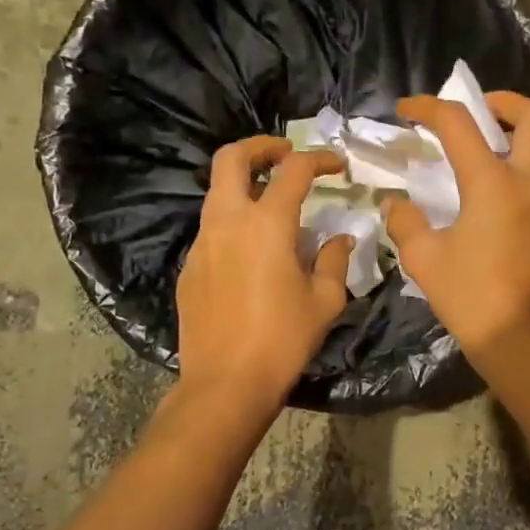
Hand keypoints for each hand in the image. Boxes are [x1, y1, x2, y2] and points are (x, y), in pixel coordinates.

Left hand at [176, 137, 353, 407]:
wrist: (226, 383)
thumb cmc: (283, 340)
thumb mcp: (324, 301)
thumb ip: (334, 260)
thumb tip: (340, 239)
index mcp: (266, 224)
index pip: (293, 170)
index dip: (319, 159)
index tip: (337, 165)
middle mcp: (228, 222)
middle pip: (232, 158)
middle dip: (261, 146)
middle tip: (285, 154)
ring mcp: (202, 244)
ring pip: (218, 193)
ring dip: (245, 185)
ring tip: (274, 206)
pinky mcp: (190, 268)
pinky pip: (212, 229)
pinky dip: (234, 223)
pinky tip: (253, 254)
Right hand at [384, 92, 529, 362]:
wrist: (524, 340)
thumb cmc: (472, 298)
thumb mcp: (424, 259)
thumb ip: (406, 222)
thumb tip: (396, 203)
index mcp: (493, 182)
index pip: (459, 124)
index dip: (428, 108)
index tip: (406, 110)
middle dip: (501, 101)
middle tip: (475, 111)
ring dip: (524, 127)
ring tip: (494, 140)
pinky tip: (504, 181)